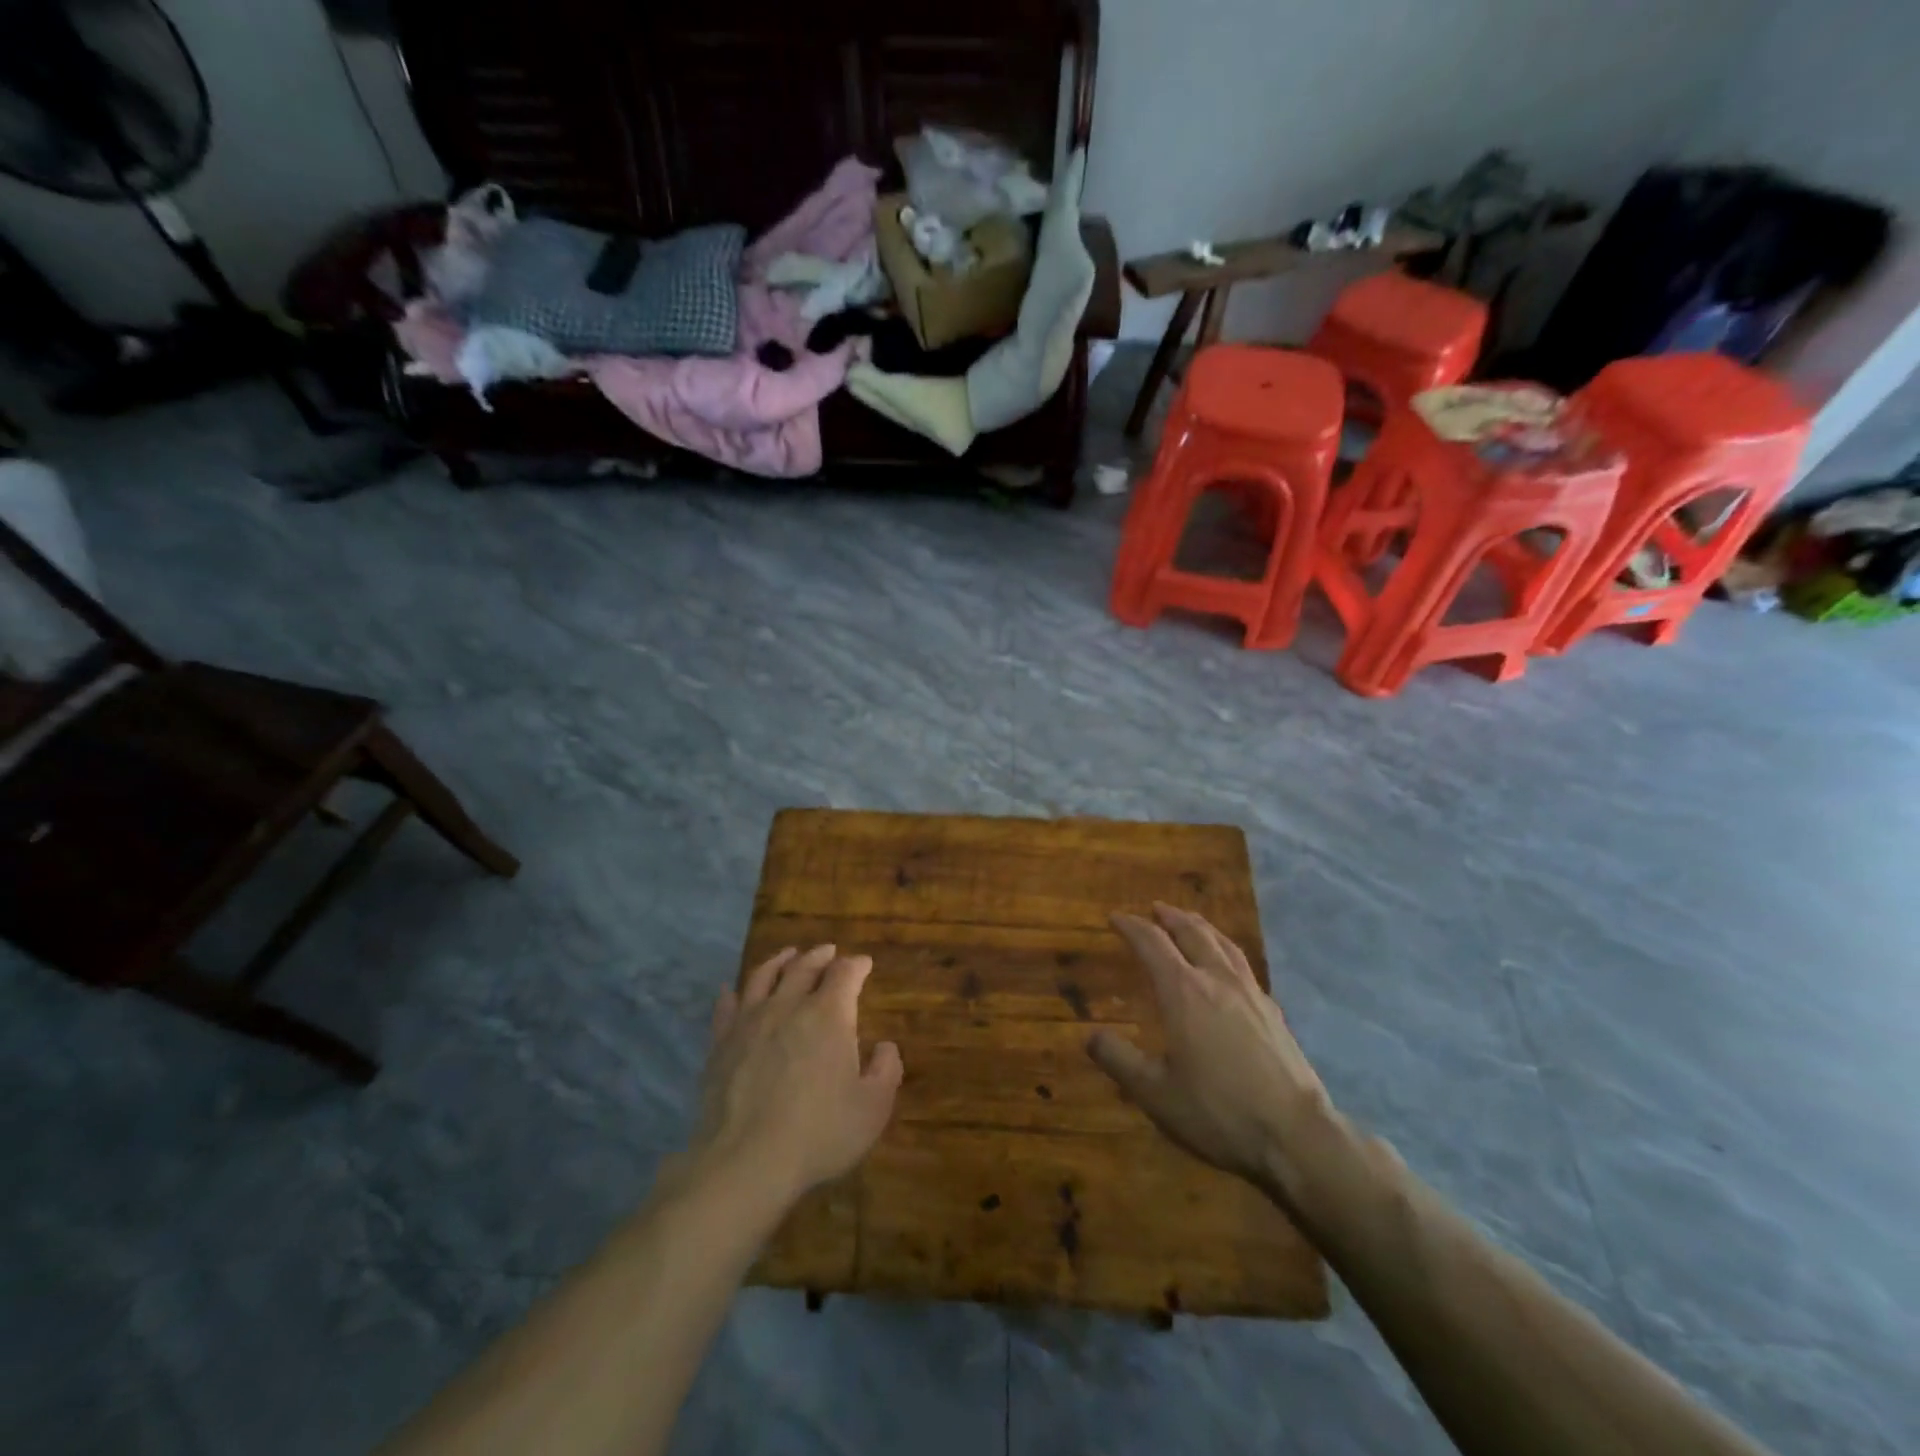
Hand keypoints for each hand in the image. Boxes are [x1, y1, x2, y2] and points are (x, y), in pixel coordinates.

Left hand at [690, 945, 903, 1209]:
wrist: (745, 1162)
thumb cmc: (819, 1133)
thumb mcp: (872, 1108)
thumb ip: (886, 1071)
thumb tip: (886, 1046)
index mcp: (829, 1015)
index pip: (845, 973)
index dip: (857, 965)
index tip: (864, 964)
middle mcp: (789, 1005)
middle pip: (805, 966)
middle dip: (820, 956)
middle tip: (829, 951)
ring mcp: (750, 1021)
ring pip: (764, 976)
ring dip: (779, 961)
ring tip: (788, 955)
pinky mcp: (721, 1043)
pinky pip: (726, 1007)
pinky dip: (732, 994)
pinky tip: (731, 991)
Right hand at [1087, 904, 1333, 1208]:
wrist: (1296, 1136)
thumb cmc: (1218, 1112)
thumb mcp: (1155, 1093)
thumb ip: (1119, 1060)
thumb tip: (1091, 1036)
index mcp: (1183, 992)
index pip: (1152, 943)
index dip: (1131, 926)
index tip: (1114, 918)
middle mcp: (1217, 980)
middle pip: (1192, 932)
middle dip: (1169, 917)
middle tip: (1154, 908)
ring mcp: (1250, 993)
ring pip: (1222, 944)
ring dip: (1201, 926)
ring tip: (1190, 921)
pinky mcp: (1273, 1012)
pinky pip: (1242, 965)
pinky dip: (1225, 951)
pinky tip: (1227, 966)